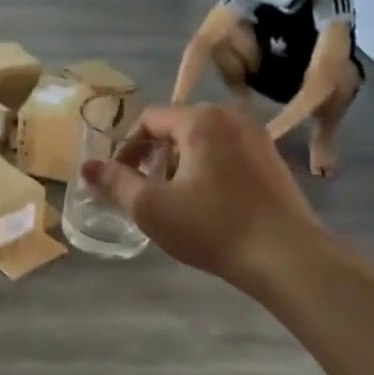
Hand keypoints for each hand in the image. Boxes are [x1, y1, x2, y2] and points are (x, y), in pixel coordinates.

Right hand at [80, 105, 317, 286]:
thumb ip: (115, 183)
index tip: (119, 180)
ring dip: (180, 164)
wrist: (287, 256)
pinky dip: (208, 170)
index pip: (149, 120)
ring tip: (174, 200)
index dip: (126, 148)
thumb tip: (86, 167)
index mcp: (201, 120)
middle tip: (145, 191)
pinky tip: (207, 205)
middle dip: (154, 156)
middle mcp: (231, 118)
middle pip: (177, 128)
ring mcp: (257, 138)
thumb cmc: (213, 227)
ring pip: (203, 142)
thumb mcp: (151, 207)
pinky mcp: (273, 161)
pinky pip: (227, 154)